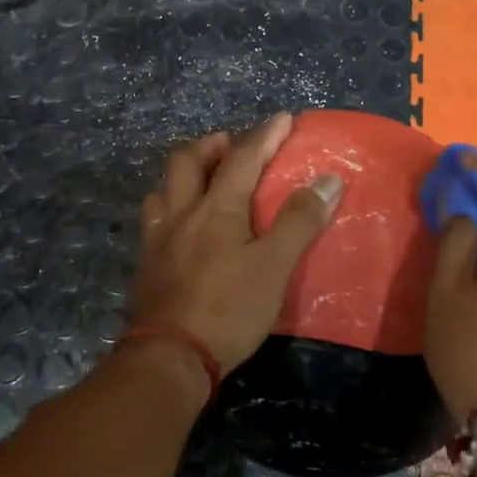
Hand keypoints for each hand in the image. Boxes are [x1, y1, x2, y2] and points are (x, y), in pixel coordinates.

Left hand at [128, 113, 342, 380]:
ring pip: (163, 189)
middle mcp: (182, 214)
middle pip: (187, 162)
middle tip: (231, 144)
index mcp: (216, 208)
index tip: (283, 118)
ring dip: (184, 175)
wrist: (170, 358)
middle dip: (211, 145)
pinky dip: (169, 207)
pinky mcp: (146, 266)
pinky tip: (181, 226)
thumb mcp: (275, 266)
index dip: (265, 135)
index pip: (243, 158)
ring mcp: (158, 240)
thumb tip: (329, 179)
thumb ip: (300, 221)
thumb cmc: (229, 309)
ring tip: (203, 180)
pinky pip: (154, 221)